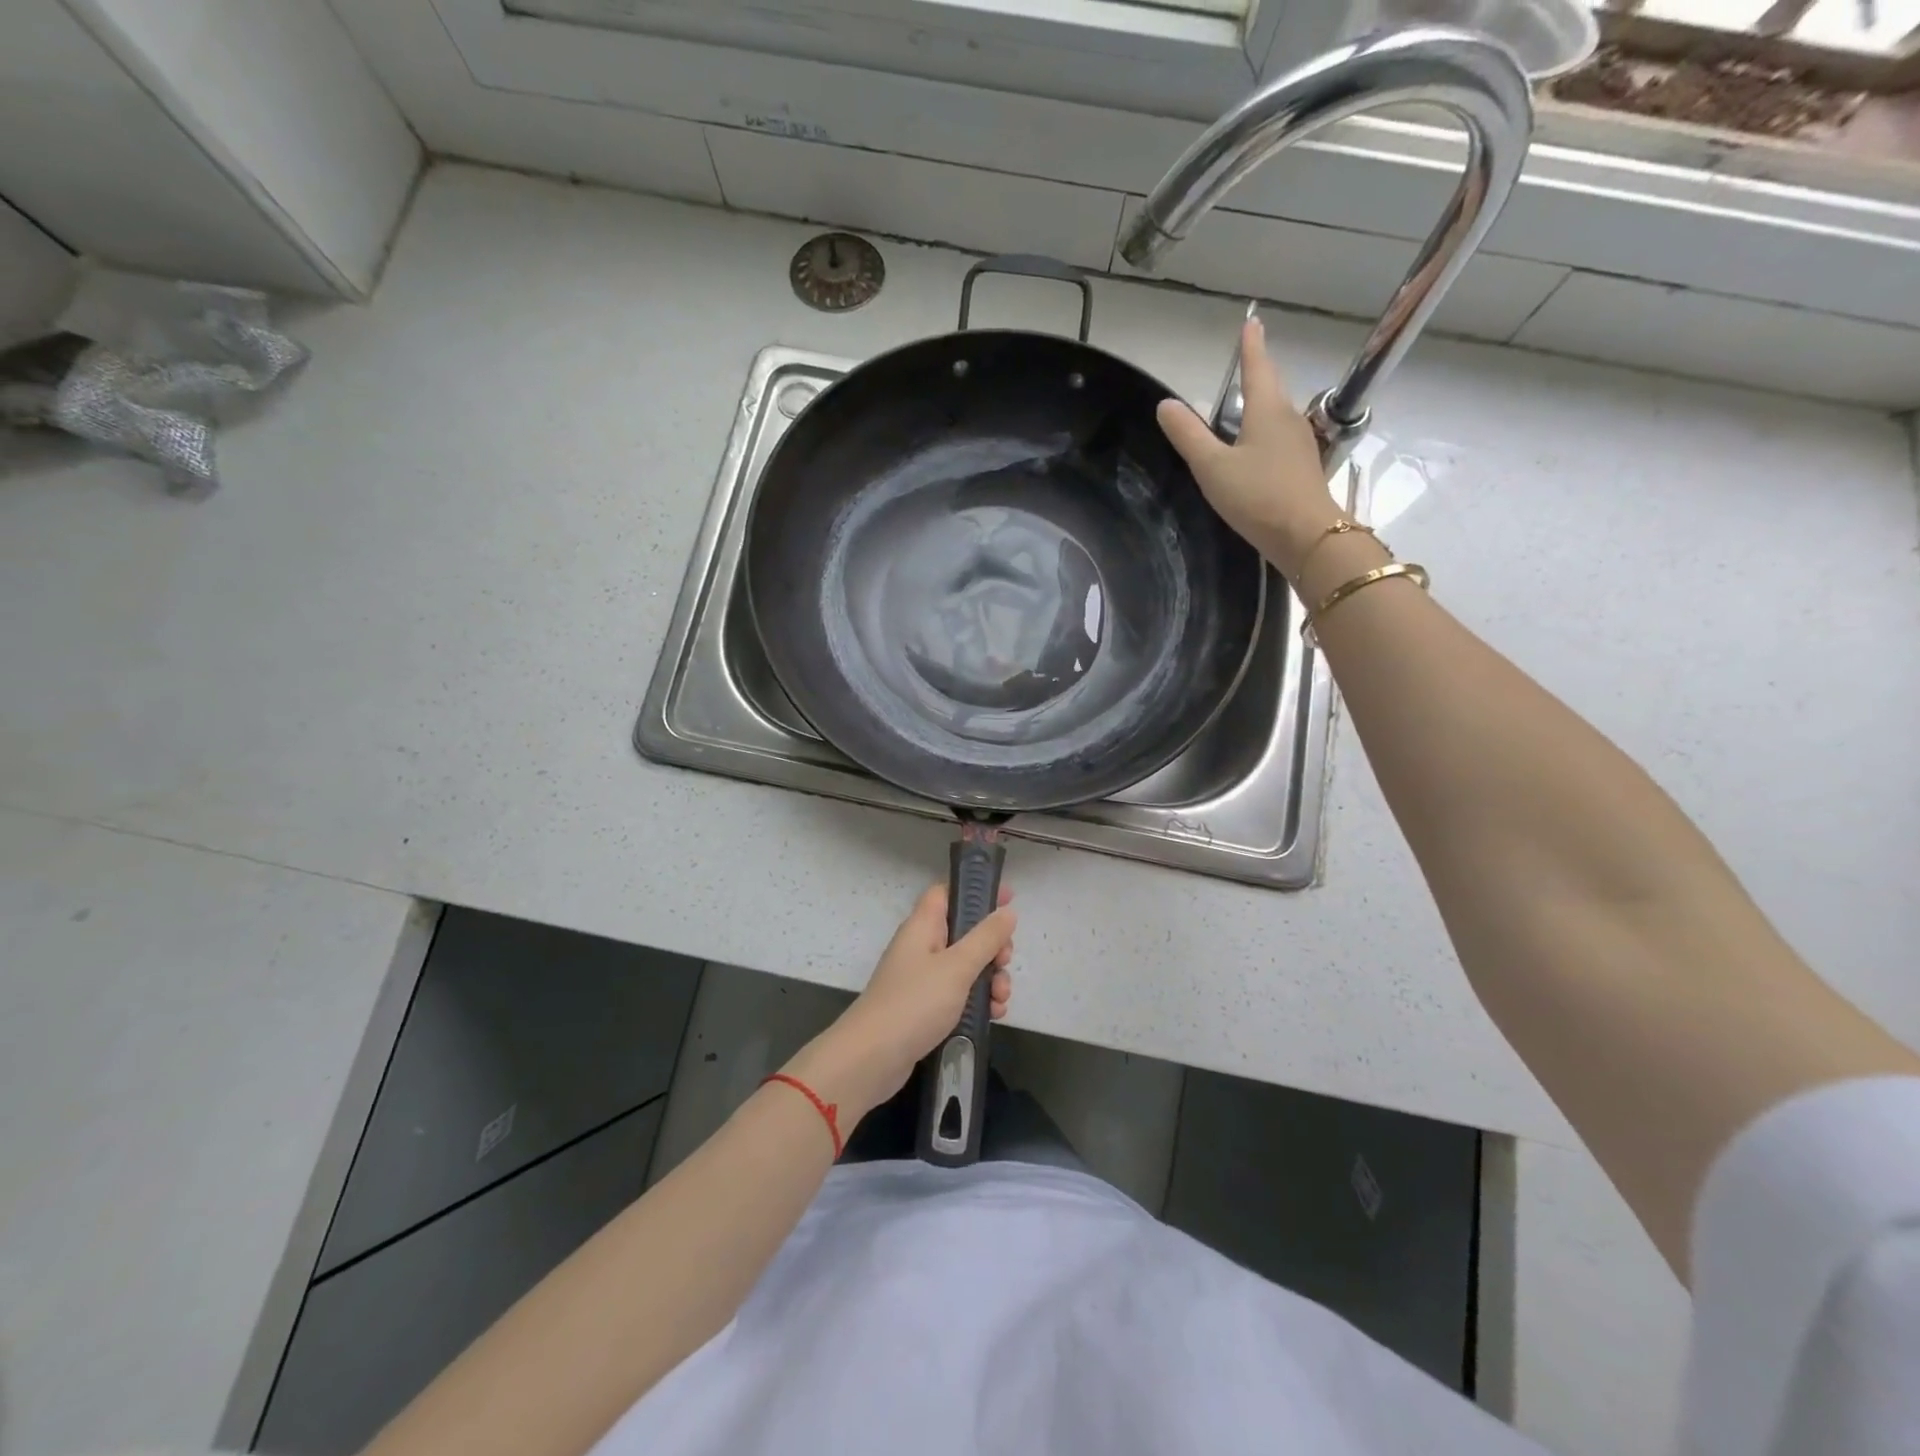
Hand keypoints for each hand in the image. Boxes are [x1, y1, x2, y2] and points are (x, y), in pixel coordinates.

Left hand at [783, 885, 1015, 1123]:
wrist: (872, 1059)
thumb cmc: (915, 1003)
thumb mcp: (957, 967)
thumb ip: (985, 938)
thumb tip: (1007, 912)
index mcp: (923, 927)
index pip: (947, 893)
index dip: (976, 891)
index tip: (1008, 899)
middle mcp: (921, 947)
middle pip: (964, 932)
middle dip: (992, 946)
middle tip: (1005, 961)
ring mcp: (923, 979)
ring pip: (966, 966)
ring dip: (990, 978)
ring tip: (1001, 999)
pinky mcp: (925, 1007)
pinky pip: (959, 994)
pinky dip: (978, 1001)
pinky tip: (993, 1016)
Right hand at [1156, 316, 1342, 577]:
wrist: (1307, 536)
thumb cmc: (1257, 496)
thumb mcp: (1212, 467)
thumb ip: (1188, 436)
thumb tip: (1165, 405)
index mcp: (1267, 410)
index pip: (1257, 368)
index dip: (1251, 346)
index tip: (1252, 323)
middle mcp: (1288, 419)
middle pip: (1271, 389)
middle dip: (1258, 375)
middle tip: (1247, 362)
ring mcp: (1300, 444)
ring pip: (1277, 416)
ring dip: (1262, 406)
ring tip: (1245, 406)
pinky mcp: (1303, 468)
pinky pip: (1280, 440)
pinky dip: (1266, 434)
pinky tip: (1257, 449)